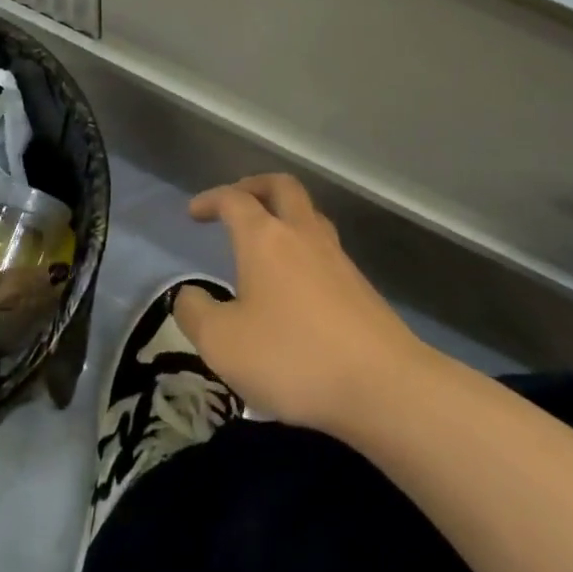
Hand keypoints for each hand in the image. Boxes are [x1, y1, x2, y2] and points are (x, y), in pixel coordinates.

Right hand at [175, 174, 425, 434]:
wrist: (383, 385)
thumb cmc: (292, 357)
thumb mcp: (222, 343)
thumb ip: (195, 313)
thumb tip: (189, 295)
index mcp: (265, 238)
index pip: (234, 200)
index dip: (211, 199)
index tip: (194, 213)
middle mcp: (303, 235)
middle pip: (282, 187)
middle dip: (255, 186)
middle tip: (237, 201)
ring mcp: (338, 258)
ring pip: (309, 216)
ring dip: (285, 216)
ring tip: (267, 240)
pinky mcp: (361, 287)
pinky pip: (325, 250)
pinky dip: (304, 249)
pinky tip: (296, 284)